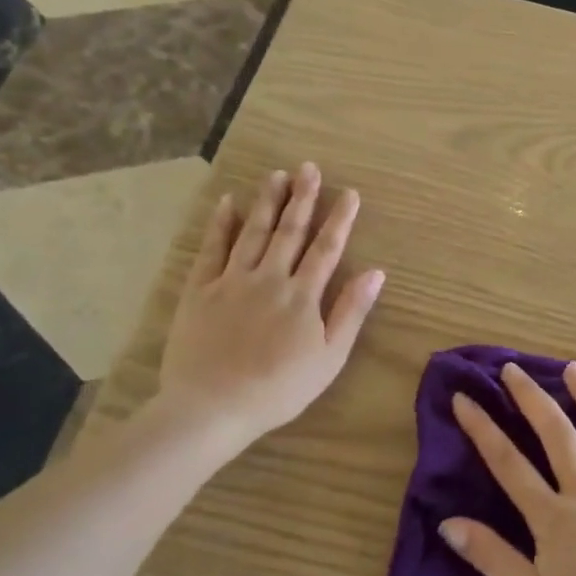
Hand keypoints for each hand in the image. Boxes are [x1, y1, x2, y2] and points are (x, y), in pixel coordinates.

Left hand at [149, 163, 383, 457]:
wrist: (212, 407)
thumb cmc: (279, 389)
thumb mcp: (329, 358)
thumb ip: (351, 312)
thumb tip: (376, 272)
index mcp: (302, 295)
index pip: (326, 248)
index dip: (339, 219)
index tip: (349, 193)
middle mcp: (269, 278)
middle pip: (289, 231)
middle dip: (303, 198)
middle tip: (309, 168)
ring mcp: (231, 281)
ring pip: (252, 232)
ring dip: (266, 202)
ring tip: (277, 175)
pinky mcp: (199, 290)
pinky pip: (211, 249)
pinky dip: (220, 224)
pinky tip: (228, 202)